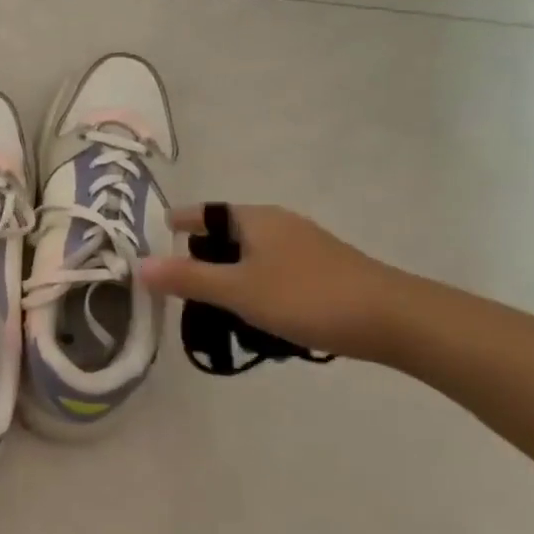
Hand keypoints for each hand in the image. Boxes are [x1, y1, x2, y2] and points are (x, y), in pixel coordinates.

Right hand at [136, 204, 408, 360]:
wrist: (396, 321)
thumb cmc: (307, 297)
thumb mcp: (238, 290)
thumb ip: (187, 278)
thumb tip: (138, 265)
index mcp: (255, 219)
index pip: (203, 212)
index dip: (176, 223)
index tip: (152, 239)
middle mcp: (278, 225)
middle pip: (225, 234)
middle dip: (198, 257)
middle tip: (177, 287)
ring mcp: (303, 248)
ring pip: (249, 256)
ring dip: (227, 277)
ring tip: (211, 309)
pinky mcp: (322, 271)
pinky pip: (271, 272)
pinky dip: (253, 287)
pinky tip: (253, 316)